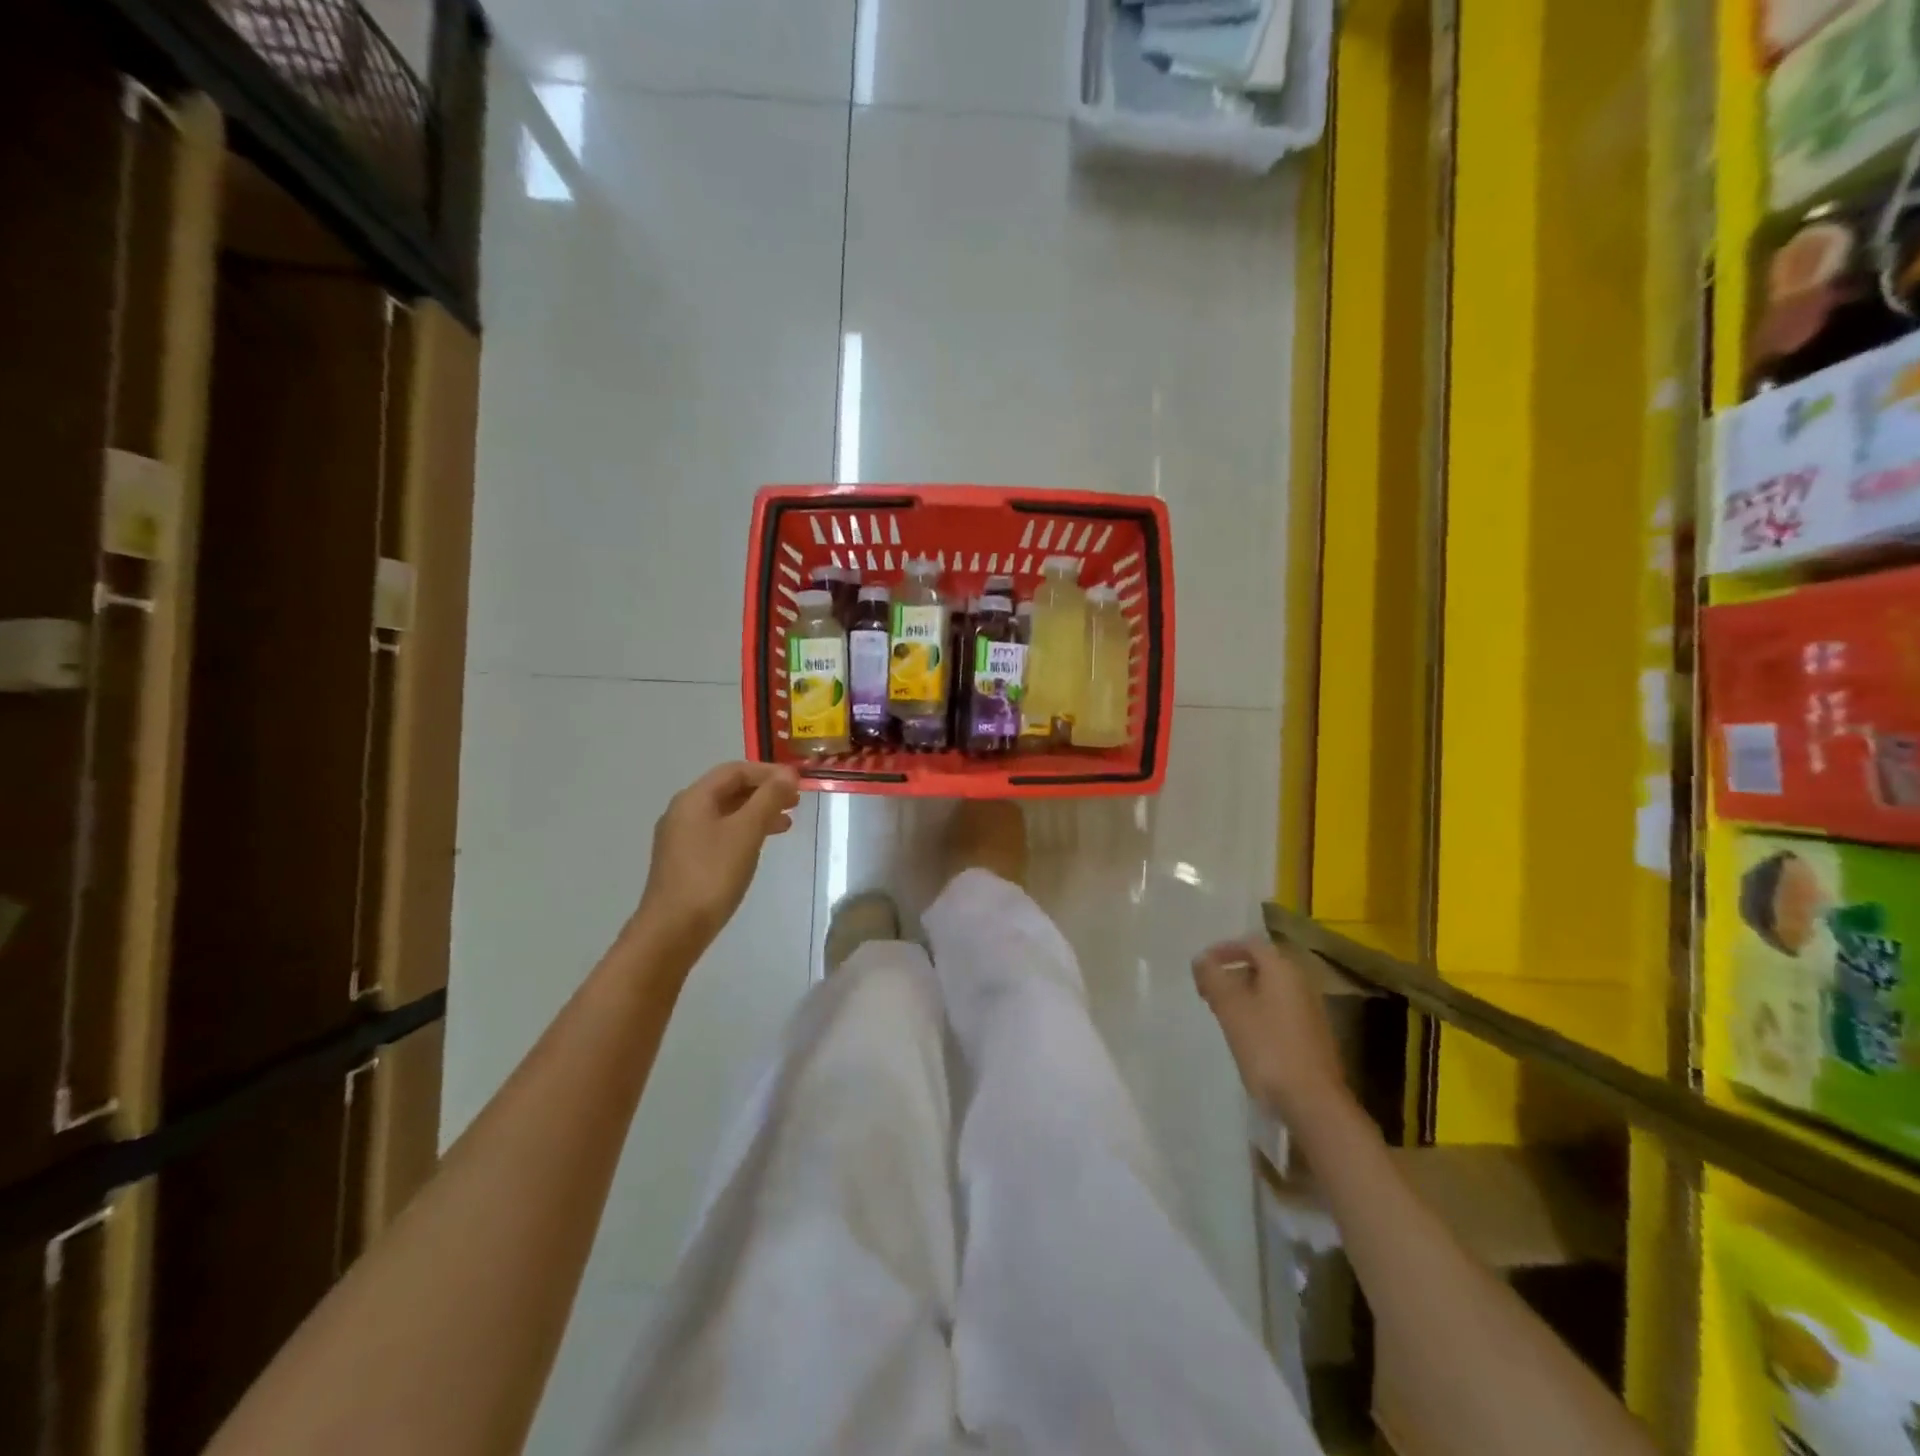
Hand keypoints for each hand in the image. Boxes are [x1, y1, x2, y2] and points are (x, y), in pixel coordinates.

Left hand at [635, 762, 800, 959]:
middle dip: (764, 792)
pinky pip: (719, 833)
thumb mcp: (746, 832)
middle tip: (796, 802)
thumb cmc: (712, 874)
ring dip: (757, 812)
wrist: (673, 929)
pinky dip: (744, 831)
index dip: (768, 772)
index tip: (798, 782)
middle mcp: (683, 812)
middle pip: (729, 790)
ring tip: (786, 824)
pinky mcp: (685, 861)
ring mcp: (682, 838)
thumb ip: (768, 799)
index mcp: (694, 798)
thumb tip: (788, 773)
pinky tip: (758, 846)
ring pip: (725, 813)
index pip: (735, 770)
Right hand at [1193, 936, 1350, 1122]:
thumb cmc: (1268, 1047)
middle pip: (1262, 965)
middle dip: (1232, 972)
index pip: (1251, 943)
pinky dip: (1258, 1011)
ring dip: (1243, 994)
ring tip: (1221, 1012)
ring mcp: (1310, 1010)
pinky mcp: (1312, 1035)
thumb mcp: (1231, 1008)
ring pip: (1270, 989)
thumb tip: (1201, 959)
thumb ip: (1213, 978)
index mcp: (1283, 970)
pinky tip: (1245, 1034)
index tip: (1201, 965)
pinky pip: (1279, 1009)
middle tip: (1207, 990)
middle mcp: (1301, 983)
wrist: (1313, 1101)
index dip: (1223, 949)